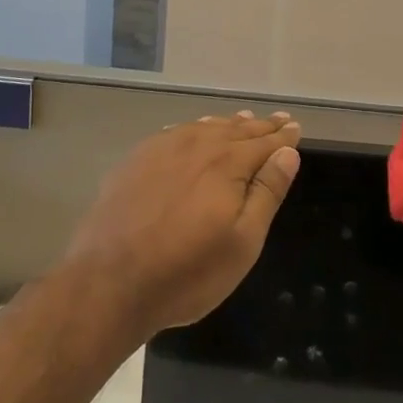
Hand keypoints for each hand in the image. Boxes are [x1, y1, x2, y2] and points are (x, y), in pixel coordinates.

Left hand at [63, 110, 301, 339]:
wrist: (108, 283)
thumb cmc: (187, 271)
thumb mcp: (243, 242)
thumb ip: (267, 192)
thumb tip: (287, 153)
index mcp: (228, 163)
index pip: (265, 143)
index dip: (283, 137)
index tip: (294, 127)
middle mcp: (197, 145)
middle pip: (236, 130)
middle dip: (260, 126)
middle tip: (278, 119)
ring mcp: (162, 150)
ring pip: (205, 127)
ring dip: (227, 124)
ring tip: (242, 120)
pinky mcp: (136, 161)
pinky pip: (174, 133)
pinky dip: (194, 128)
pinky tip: (194, 131)